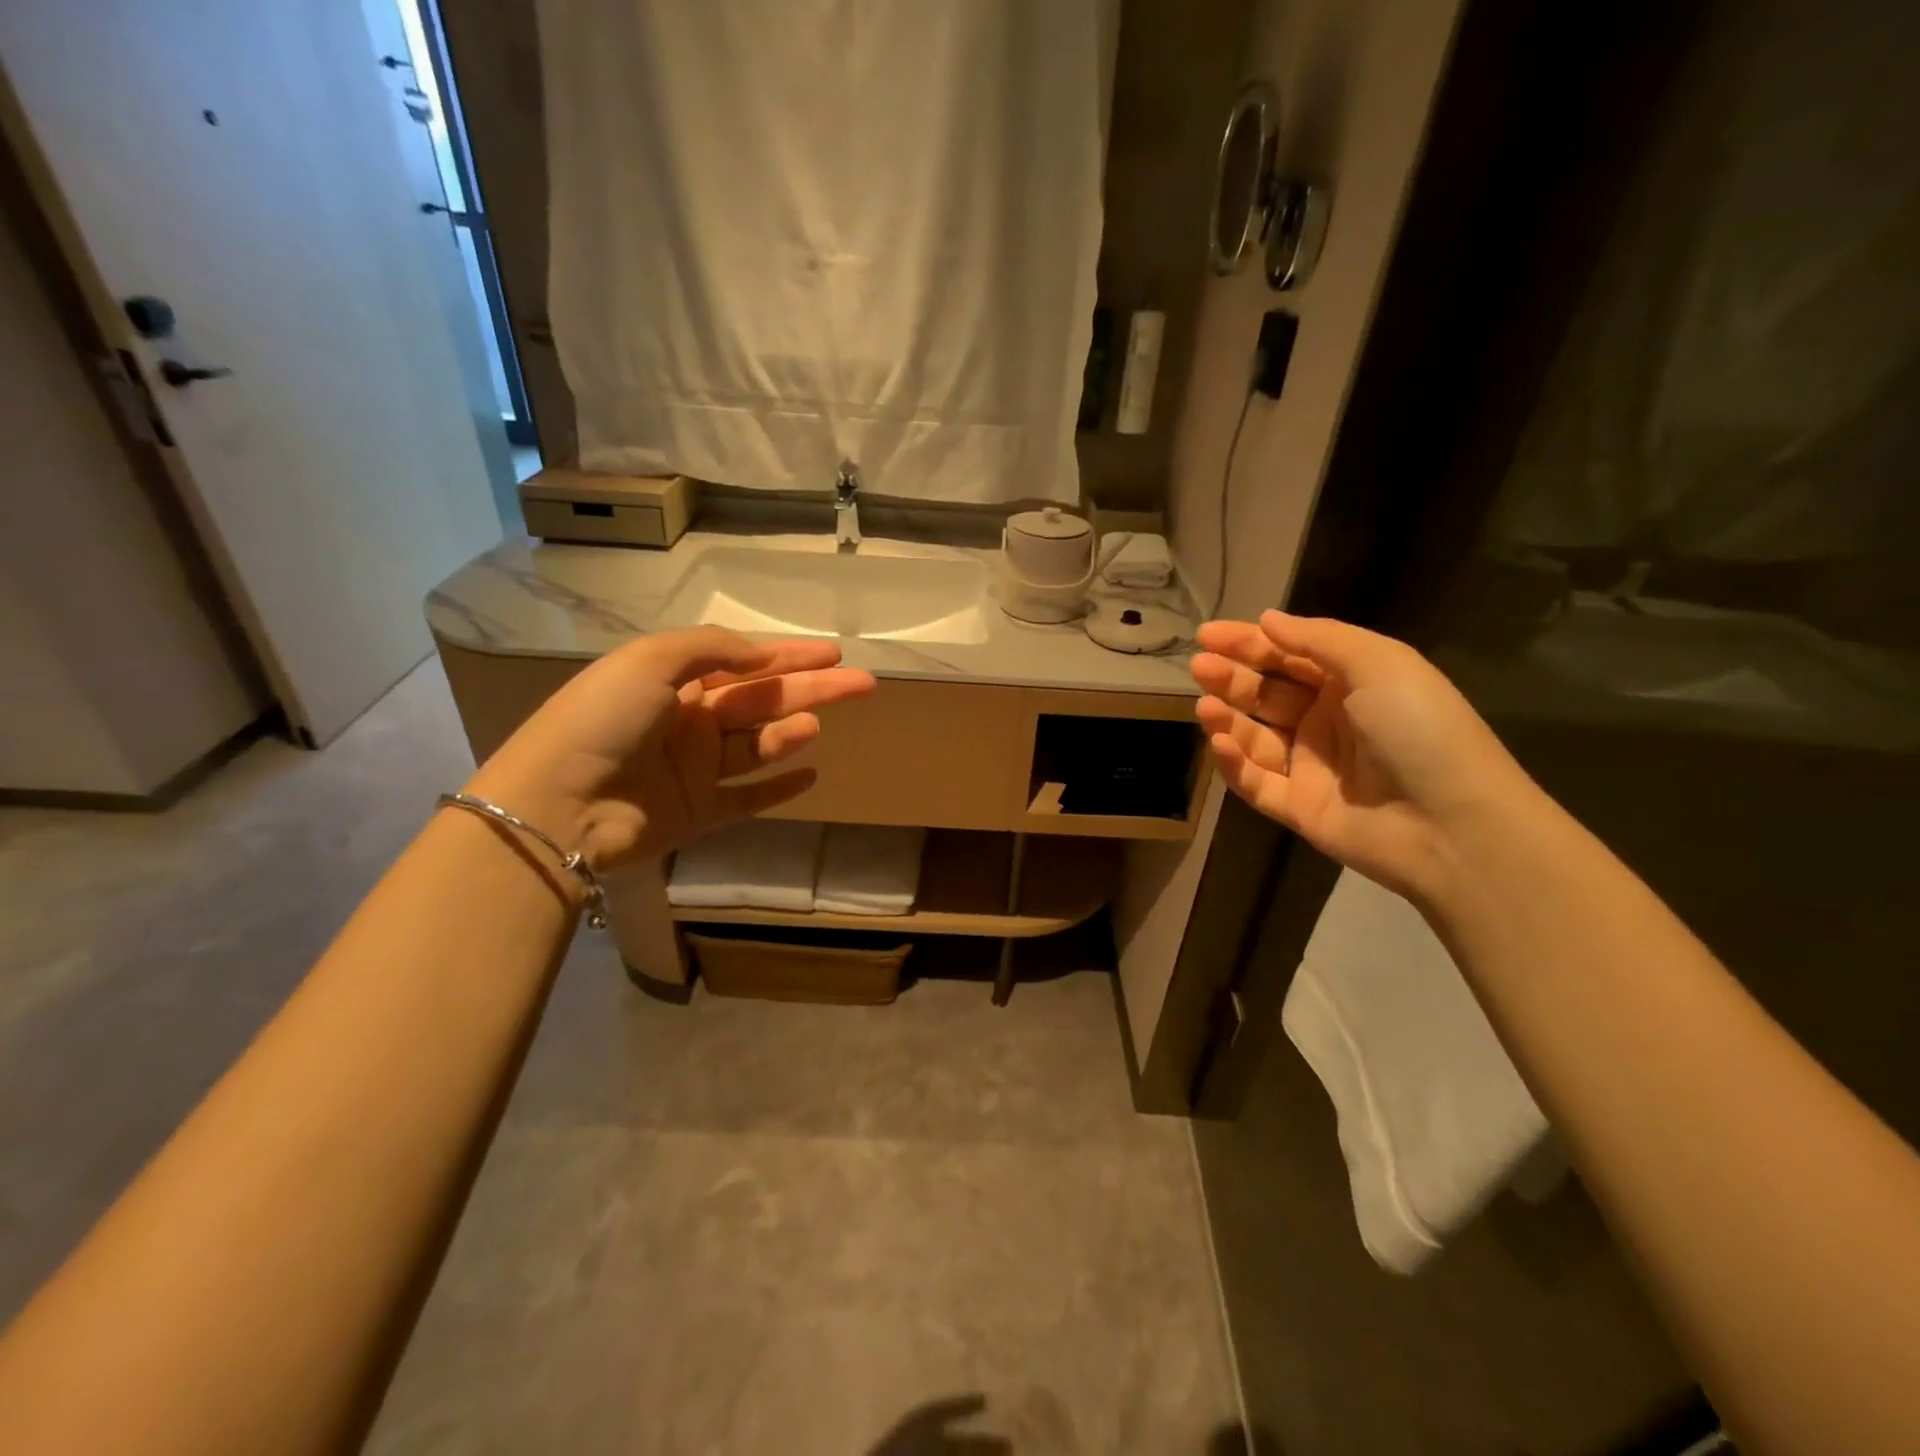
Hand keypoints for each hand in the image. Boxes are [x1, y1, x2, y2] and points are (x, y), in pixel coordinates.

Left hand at [467, 627, 874, 869]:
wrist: (559, 803)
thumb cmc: (604, 719)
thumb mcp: (651, 660)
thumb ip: (713, 648)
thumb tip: (764, 655)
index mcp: (676, 682)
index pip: (746, 663)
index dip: (791, 656)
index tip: (833, 654)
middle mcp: (690, 722)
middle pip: (764, 701)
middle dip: (813, 690)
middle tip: (862, 684)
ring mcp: (697, 770)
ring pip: (759, 746)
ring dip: (791, 732)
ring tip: (814, 725)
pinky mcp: (701, 812)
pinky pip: (749, 798)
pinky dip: (779, 788)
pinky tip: (810, 775)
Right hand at [1190, 610, 1536, 897]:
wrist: (1450, 824)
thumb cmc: (1417, 728)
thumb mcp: (1379, 664)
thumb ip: (1318, 639)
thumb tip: (1268, 619)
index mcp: (1352, 684)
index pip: (1290, 656)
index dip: (1248, 643)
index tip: (1206, 635)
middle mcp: (1328, 721)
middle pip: (1267, 694)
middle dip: (1231, 678)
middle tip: (1199, 667)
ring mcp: (1311, 766)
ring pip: (1255, 737)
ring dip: (1228, 719)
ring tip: (1205, 707)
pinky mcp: (1297, 807)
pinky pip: (1256, 782)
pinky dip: (1234, 764)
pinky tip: (1220, 744)